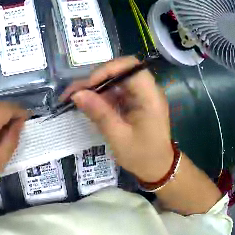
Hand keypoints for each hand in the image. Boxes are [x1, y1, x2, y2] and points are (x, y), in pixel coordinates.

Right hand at [61, 56, 173, 181]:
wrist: (157, 168)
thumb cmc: (142, 156)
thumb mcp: (119, 138)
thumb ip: (99, 114)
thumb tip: (76, 94)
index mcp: (150, 96)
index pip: (130, 66)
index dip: (107, 70)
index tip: (87, 85)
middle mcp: (148, 89)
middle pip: (121, 70)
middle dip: (97, 78)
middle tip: (76, 92)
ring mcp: (142, 94)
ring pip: (116, 80)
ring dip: (97, 87)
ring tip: (77, 98)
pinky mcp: (137, 101)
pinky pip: (118, 91)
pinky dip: (103, 95)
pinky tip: (90, 104)